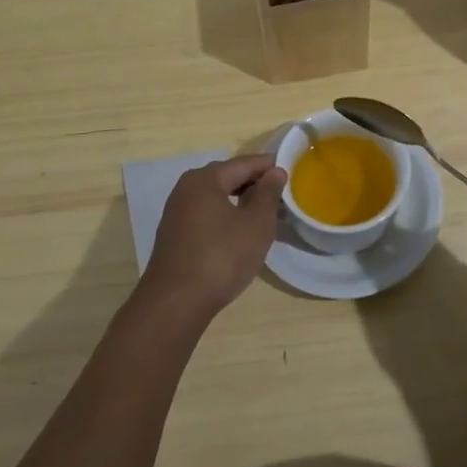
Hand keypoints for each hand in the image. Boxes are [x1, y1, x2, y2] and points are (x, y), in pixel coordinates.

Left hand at [138, 154, 286, 320]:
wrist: (175, 304)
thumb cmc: (221, 257)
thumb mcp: (256, 224)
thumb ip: (268, 193)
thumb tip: (275, 172)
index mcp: (205, 179)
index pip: (244, 163)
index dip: (269, 166)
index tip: (291, 172)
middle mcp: (187, 188)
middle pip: (228, 177)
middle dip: (255, 185)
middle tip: (282, 196)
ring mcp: (177, 212)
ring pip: (217, 197)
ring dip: (241, 202)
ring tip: (266, 216)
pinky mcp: (174, 235)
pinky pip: (206, 215)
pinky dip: (226, 217)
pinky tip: (240, 233)